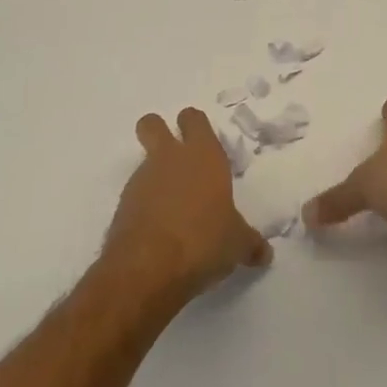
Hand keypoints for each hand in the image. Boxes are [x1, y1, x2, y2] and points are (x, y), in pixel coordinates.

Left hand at [106, 109, 271, 298]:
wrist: (148, 267)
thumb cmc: (203, 241)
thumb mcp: (236, 244)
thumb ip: (249, 243)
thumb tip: (264, 253)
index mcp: (203, 156)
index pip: (194, 119)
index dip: (195, 126)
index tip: (203, 142)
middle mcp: (170, 159)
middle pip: (152, 124)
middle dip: (158, 132)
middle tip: (174, 156)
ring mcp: (141, 180)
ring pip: (143, 162)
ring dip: (154, 177)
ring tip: (174, 211)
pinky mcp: (122, 207)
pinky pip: (135, 196)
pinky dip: (145, 207)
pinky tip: (159, 233)